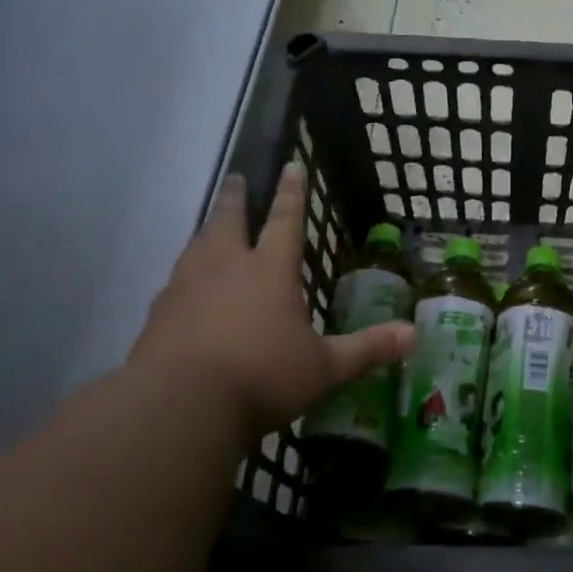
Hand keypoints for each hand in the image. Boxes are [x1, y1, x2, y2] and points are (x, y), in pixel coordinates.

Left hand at [127, 165, 415, 447]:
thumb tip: (414, 335)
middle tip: (236, 178)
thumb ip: (367, 349)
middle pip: (229, 220)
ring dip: (207, 231)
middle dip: (236, 197)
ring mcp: (186, 288)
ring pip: (197, 246)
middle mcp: (226, 268)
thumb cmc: (262, 377)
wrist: (179, 406)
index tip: (290, 165)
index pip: (285, 220)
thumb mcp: (324, 368)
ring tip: (210, 227)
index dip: (291, 193)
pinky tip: (182, 289)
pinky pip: (174, 283)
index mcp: (270, 270)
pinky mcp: (158, 315)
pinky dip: (184, 276)